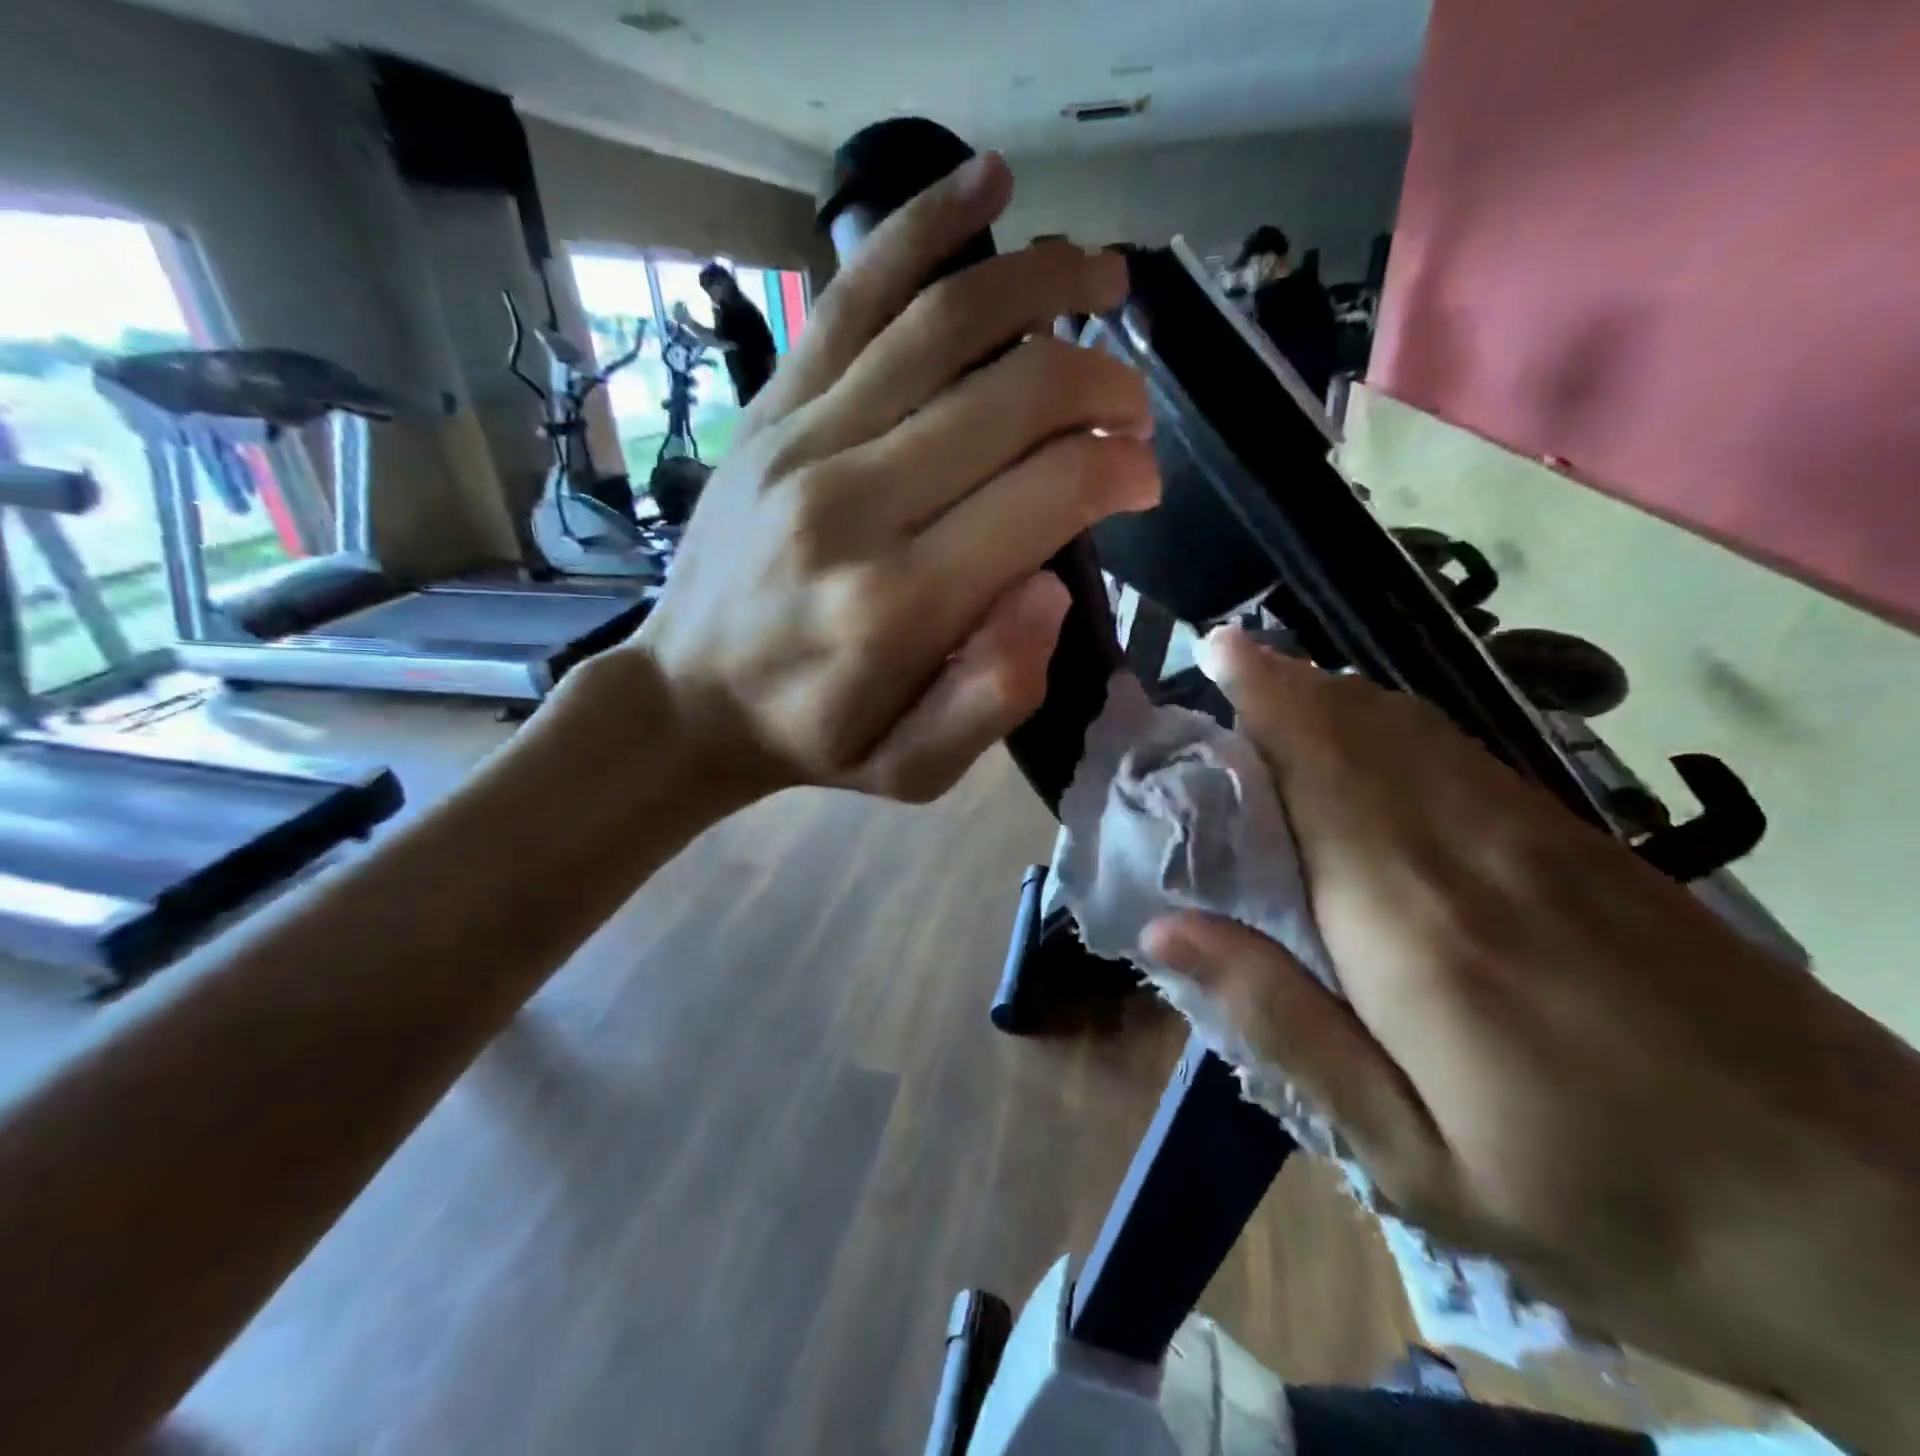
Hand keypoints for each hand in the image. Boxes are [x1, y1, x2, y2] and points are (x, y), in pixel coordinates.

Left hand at [633, 154, 1154, 804]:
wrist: (690, 697)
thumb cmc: (817, 738)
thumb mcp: (914, 770)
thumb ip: (994, 696)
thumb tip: (1055, 587)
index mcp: (901, 603)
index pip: (1047, 492)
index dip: (1119, 466)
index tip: (1143, 474)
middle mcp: (853, 503)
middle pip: (1013, 396)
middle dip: (1101, 381)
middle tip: (1134, 400)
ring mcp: (802, 441)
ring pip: (946, 322)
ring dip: (1044, 281)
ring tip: (1105, 275)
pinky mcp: (772, 410)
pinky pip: (855, 297)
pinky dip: (925, 226)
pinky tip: (987, 183)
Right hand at [1143, 628, 1919, 1447]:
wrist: (1893, 1235)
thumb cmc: (1609, 1210)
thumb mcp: (1415, 1158)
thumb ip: (1283, 1026)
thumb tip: (1165, 926)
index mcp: (1409, 919)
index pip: (1313, 768)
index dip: (1262, 697)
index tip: (1211, 650)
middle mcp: (1469, 848)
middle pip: (1361, 729)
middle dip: (1286, 682)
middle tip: (1226, 657)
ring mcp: (1542, 839)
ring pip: (1415, 732)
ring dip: (1339, 695)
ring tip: (1278, 681)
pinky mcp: (1591, 851)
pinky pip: (1465, 757)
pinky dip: (1399, 727)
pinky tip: (1374, 736)